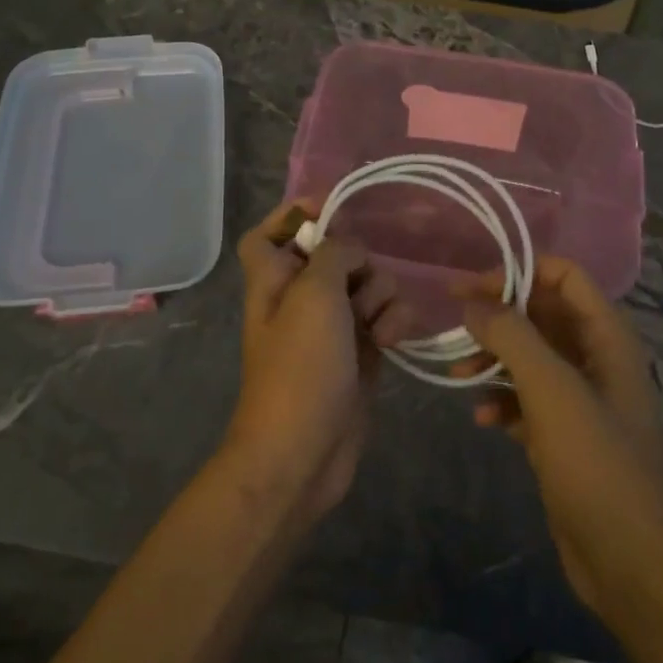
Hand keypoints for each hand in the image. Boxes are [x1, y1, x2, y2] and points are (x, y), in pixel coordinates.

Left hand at [223, 200, 412, 524]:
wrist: (303, 453)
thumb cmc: (300, 367)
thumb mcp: (314, 295)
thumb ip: (333, 254)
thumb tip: (350, 249)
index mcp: (273, 280)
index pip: (269, 233)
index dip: (293, 216)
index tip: (331, 209)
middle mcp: (300, 298)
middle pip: (334, 254)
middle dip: (358, 261)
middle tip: (359, 282)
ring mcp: (333, 327)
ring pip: (368, 285)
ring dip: (382, 296)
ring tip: (376, 326)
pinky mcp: (361, 352)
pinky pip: (385, 318)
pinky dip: (394, 323)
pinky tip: (392, 342)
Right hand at [455, 258, 662, 616]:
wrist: (630, 562)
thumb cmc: (596, 464)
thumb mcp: (551, 390)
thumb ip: (512, 337)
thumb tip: (474, 304)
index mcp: (606, 337)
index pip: (564, 276)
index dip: (519, 273)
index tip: (472, 287)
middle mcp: (596, 359)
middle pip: (542, 315)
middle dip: (499, 316)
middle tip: (454, 322)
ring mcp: (581, 399)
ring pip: (530, 358)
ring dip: (494, 360)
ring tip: (458, 375)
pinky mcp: (564, 436)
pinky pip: (527, 400)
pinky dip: (502, 401)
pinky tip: (482, 419)